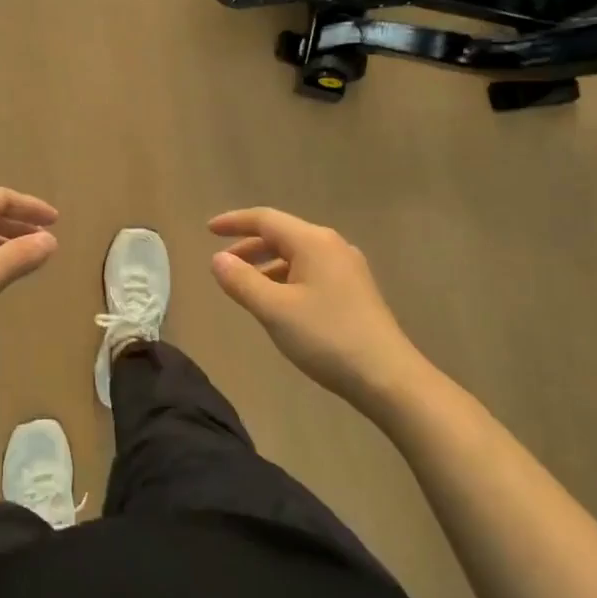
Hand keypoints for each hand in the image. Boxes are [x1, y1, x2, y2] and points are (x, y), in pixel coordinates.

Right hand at [209, 207, 417, 412]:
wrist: (388, 377)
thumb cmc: (327, 338)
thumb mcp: (274, 310)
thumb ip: (241, 281)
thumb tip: (217, 259)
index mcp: (313, 242)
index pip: (265, 220)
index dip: (234, 222)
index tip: (208, 230)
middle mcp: (332, 246)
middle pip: (283, 235)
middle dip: (249, 246)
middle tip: (222, 263)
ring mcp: (347, 268)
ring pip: (297, 255)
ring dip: (267, 265)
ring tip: (245, 286)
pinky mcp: (355, 291)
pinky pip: (311, 271)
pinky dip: (286, 278)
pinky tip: (278, 302)